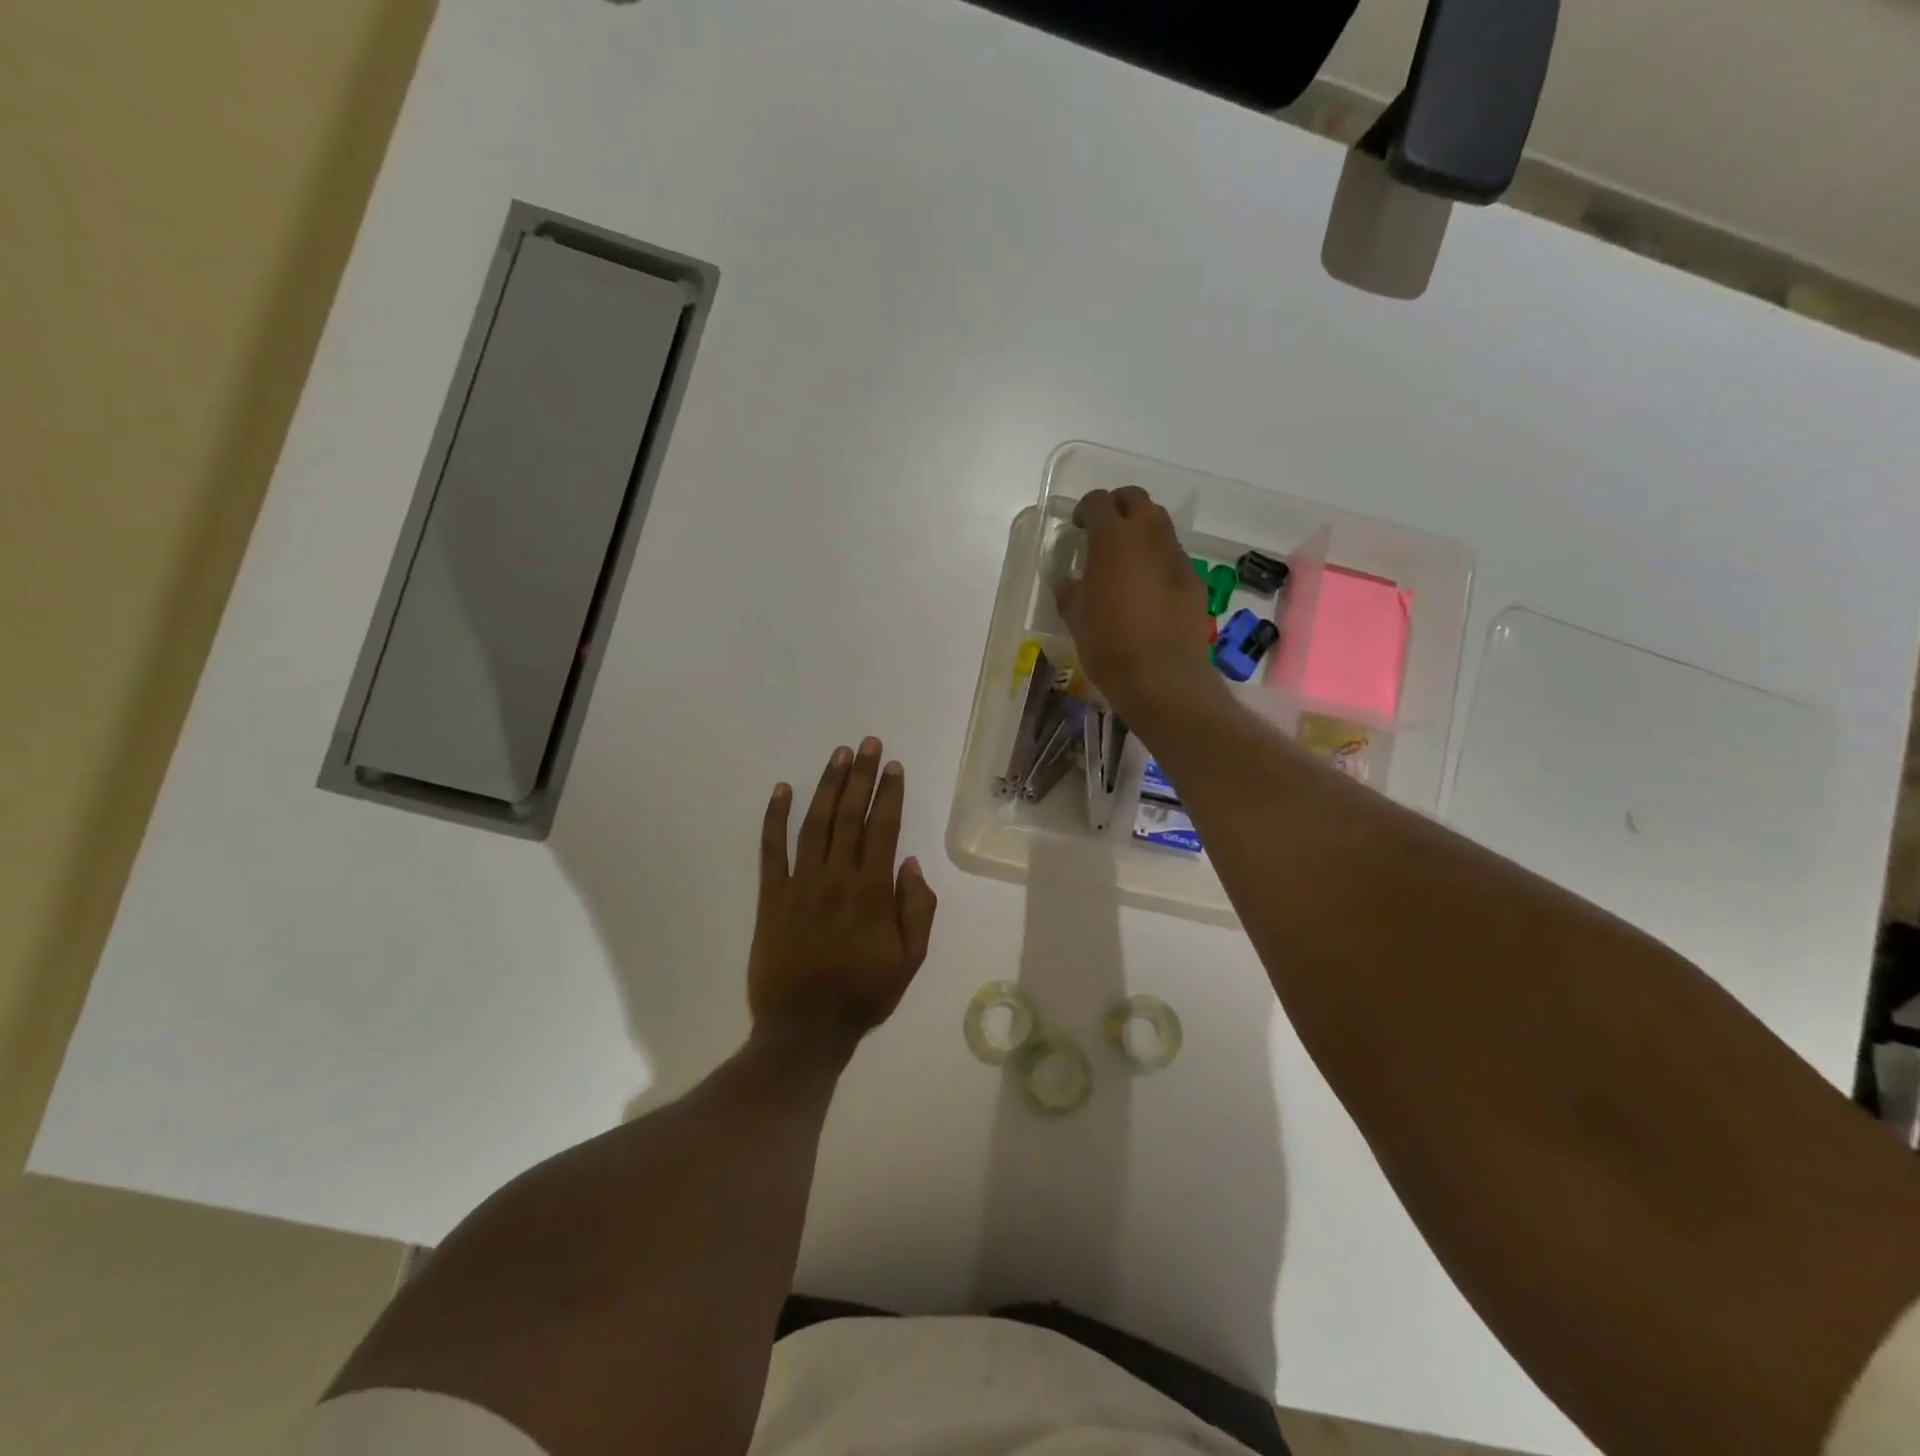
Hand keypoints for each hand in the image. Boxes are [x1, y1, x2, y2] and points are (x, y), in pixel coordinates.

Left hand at [749, 738, 938, 1049]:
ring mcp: (800, 884)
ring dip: (827, 786)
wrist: (805, 1028)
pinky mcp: (771, 896)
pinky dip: (774, 818)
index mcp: (872, 891)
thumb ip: (916, 909)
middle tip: (867, 744)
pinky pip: (771, 850)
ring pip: (815, 823)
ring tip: (838, 755)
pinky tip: (781, 790)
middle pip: (850, 815)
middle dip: (861, 776)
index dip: (889, 794)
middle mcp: (836, 877)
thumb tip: (910, 863)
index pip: (883, 829)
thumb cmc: (864, 994)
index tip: (893, 766)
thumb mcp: (910, 959)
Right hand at [1054, 486, 1220, 728]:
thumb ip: (1070, 590)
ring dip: (1142, 532)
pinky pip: (1173, 557)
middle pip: (1136, 500)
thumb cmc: (1108, 643)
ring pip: (1159, 525)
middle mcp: (1148, 536)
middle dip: (1118, 507)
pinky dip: (1159, 562)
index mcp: (1113, 538)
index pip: (1098, 502)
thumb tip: (1070, 581)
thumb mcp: (1075, 616)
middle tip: (1104, 532)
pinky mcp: (1194, 580)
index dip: (1085, 509)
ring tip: (1127, 560)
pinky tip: (1149, 590)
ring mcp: (1176, 557)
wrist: (1161, 676)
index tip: (1078, 527)